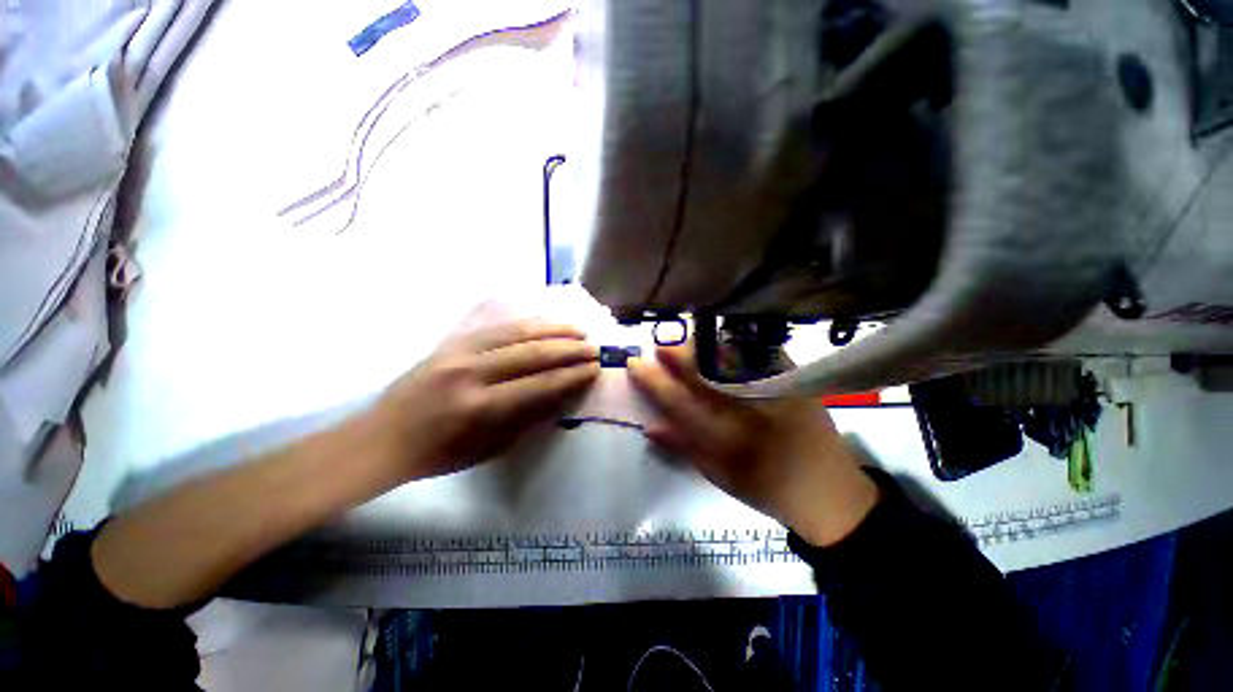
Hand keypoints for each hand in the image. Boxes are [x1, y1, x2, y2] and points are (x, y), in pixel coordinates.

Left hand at [372, 319, 599, 479]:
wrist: (384, 438)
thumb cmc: (440, 454)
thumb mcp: (491, 447)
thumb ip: (528, 417)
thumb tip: (561, 393)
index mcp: (480, 407)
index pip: (539, 385)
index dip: (571, 376)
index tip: (594, 369)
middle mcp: (471, 373)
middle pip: (531, 353)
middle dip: (568, 350)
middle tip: (593, 348)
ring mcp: (459, 352)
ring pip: (516, 332)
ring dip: (552, 329)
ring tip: (577, 330)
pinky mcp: (452, 342)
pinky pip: (497, 327)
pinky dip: (527, 324)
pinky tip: (545, 323)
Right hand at [628, 345, 878, 546]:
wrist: (830, 492)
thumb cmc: (768, 489)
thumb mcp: (721, 478)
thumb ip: (684, 448)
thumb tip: (649, 425)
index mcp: (730, 439)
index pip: (681, 402)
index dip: (655, 382)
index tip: (635, 364)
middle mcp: (752, 411)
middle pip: (705, 374)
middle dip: (678, 356)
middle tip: (659, 344)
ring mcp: (778, 391)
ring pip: (733, 359)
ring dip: (704, 345)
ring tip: (684, 338)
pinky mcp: (796, 381)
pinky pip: (760, 353)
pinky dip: (735, 344)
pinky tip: (719, 338)